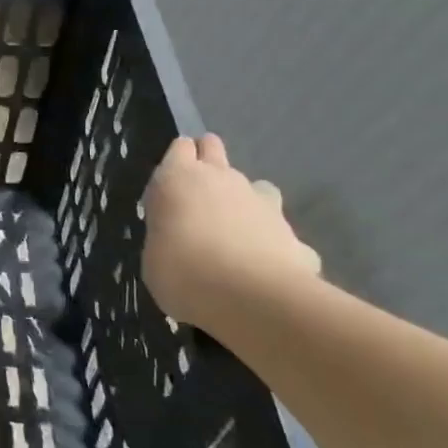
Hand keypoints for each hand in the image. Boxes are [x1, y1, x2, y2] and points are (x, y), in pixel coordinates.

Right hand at [141, 134, 321, 325]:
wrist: (250, 299)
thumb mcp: (153, 255)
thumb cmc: (182, 272)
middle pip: (215, 149)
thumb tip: (180, 238)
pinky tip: (266, 270)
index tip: (172, 185)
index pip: (180, 148)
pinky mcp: (294, 233)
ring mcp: (262, 203)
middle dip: (209, 163)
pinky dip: (273, 245)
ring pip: (256, 186)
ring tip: (236, 235)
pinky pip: (280, 232)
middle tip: (199, 198)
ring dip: (246, 202)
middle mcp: (222, 179)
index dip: (178, 162)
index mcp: (179, 178)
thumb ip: (167, 234)